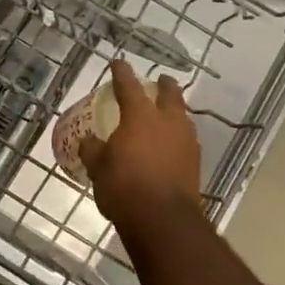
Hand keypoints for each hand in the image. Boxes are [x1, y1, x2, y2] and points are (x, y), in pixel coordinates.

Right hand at [79, 60, 202, 236]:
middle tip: (158, 81)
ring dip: (174, 111)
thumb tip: (89, 141)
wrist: (163, 221)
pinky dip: (176, 137)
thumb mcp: (98, 167)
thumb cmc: (125, 187)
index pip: (128, 86)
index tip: (118, 63)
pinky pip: (185, 140)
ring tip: (165, 114)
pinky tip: (169, 145)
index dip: (121, 73)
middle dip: (163, 85)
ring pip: (182, 117)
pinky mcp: (195, 164)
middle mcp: (168, 122)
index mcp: (140, 116)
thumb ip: (93, 149)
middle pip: (170, 94)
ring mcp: (186, 142)